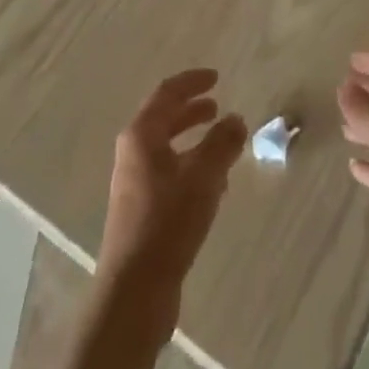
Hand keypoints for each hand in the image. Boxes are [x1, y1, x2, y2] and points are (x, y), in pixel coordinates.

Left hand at [98, 69, 247, 339]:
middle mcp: (133, 153)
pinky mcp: (141, 210)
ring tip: (221, 140)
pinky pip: (169, 173)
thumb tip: (236, 119)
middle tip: (217, 104)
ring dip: (193, 139)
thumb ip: (222, 144)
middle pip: (163, 119)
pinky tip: (214, 184)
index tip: (216, 77)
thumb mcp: (203, 178)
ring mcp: (134, 183)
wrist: (134, 292)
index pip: (167, 94)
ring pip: (167, 148)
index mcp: (141, 136)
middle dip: (191, 109)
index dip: (192, 82)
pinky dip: (190, 166)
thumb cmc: (167, 224)